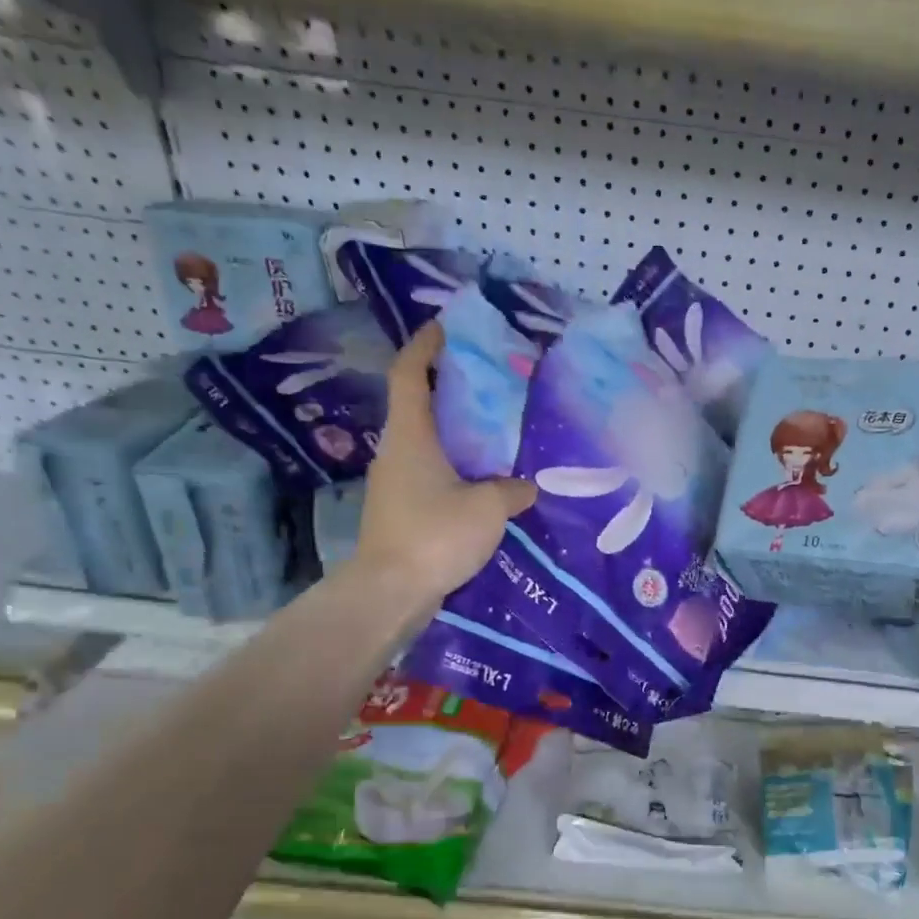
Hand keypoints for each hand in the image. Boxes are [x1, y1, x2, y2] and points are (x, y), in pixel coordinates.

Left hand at [354, 321, 535, 604]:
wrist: (392, 591)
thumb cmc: (436, 534)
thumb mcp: (488, 508)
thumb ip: (511, 490)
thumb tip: (526, 486)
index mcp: (410, 435)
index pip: (409, 373)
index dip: (425, 346)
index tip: (446, 328)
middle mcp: (396, 452)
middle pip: (419, 406)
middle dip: (449, 390)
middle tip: (488, 384)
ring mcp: (394, 484)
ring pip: (426, 444)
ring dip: (454, 433)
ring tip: (493, 434)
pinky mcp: (400, 512)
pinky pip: (431, 476)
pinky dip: (454, 467)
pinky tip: (483, 483)